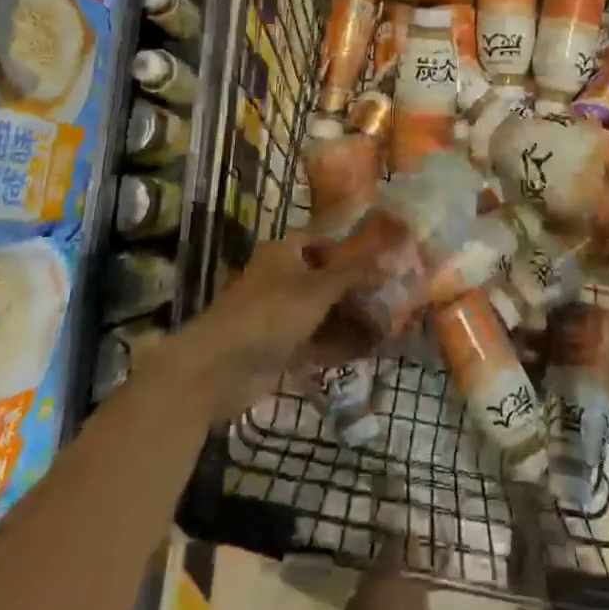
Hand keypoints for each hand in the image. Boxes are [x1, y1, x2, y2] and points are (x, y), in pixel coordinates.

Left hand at [175, 232, 383, 421]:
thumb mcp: (319, 288)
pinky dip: (335, 343)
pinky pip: (313, 340)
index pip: (323, 241)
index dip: (351, 250)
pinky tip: (363, 351)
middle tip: (389, 298)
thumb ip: (354, 273)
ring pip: (321, 311)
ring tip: (384, 327)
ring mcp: (278, 314)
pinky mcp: (276, 346)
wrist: (219, 368)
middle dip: (354, 290)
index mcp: (284, 252)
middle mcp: (280, 278)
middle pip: (324, 279)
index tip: (381, 262)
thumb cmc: (271, 313)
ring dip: (348, 319)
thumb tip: (388, 259)